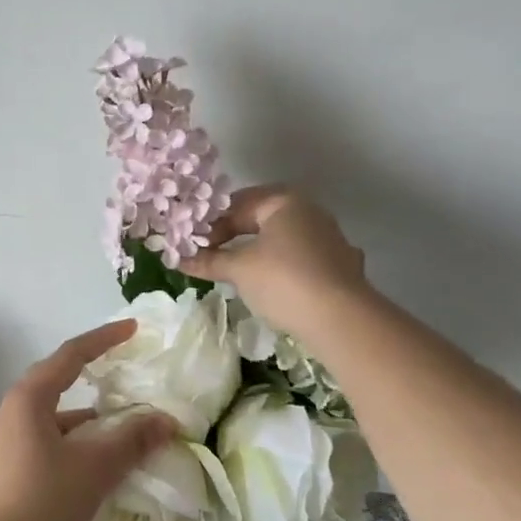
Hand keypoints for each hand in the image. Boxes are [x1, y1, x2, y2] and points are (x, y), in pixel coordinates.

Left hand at [0, 319, 176, 520]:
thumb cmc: (41, 502)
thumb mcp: (94, 468)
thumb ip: (132, 440)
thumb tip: (166, 420)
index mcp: (29, 398)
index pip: (71, 355)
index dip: (103, 339)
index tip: (131, 330)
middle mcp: (13, 413)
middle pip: (60, 383)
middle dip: (95, 377)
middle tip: (127, 375)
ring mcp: (8, 445)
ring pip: (56, 419)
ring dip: (89, 421)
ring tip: (125, 429)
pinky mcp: (9, 474)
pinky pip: (50, 445)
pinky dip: (78, 446)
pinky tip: (100, 467)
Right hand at [181, 185, 368, 337]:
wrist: (342, 319)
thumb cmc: (283, 281)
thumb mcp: (239, 269)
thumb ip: (209, 260)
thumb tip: (179, 259)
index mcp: (284, 201)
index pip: (237, 205)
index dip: (211, 225)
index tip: (192, 246)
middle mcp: (310, 211)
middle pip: (261, 218)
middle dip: (234, 236)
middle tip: (209, 256)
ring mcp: (330, 238)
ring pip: (283, 239)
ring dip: (257, 251)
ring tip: (236, 272)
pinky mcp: (341, 265)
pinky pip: (301, 259)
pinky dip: (282, 267)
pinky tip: (273, 286)